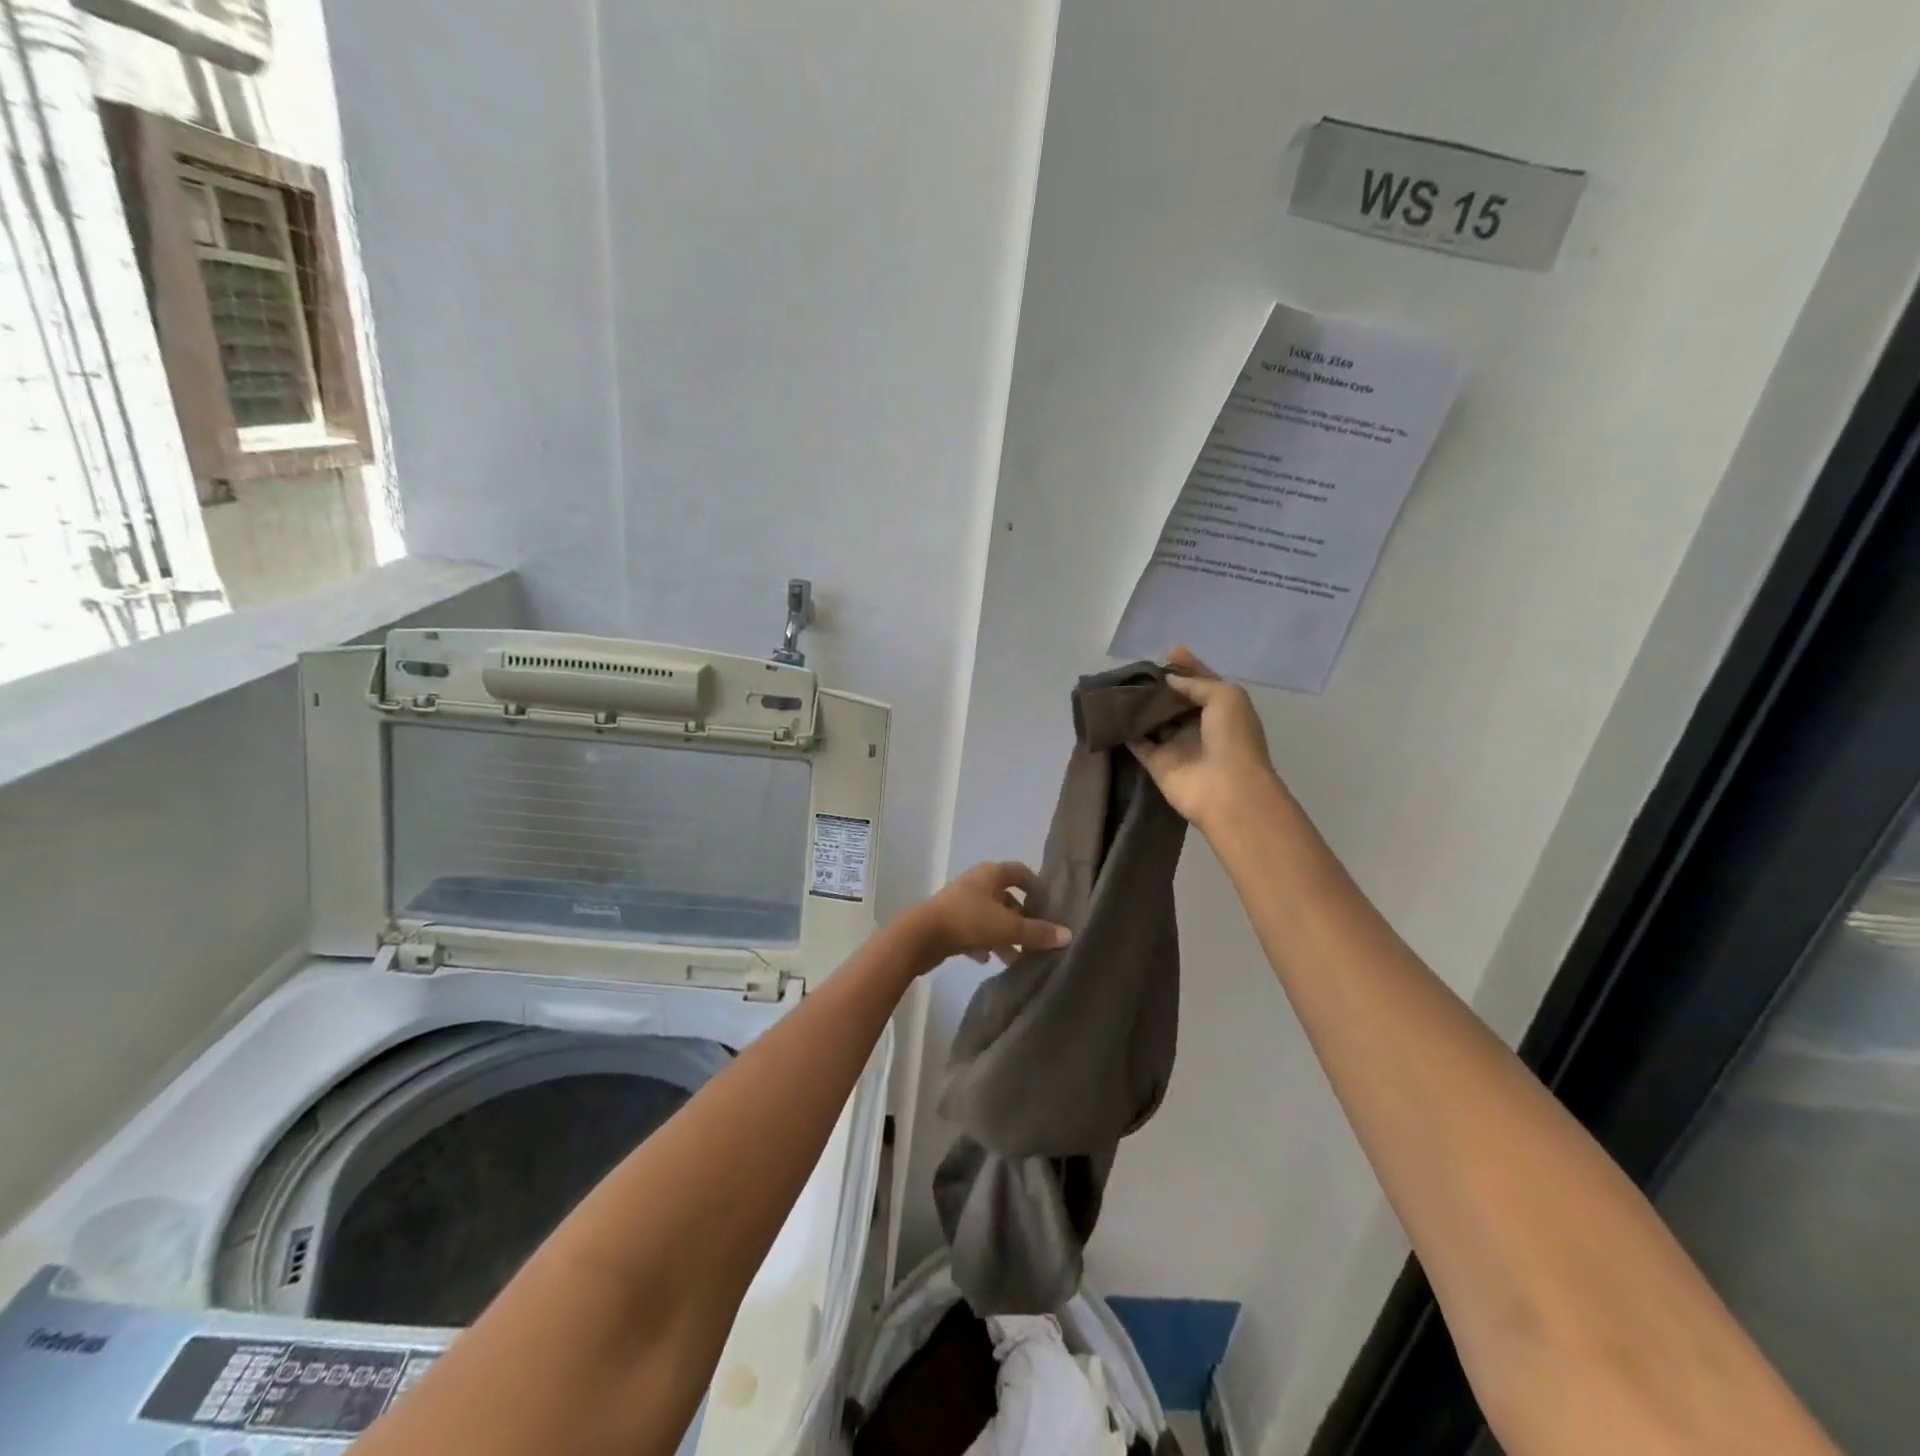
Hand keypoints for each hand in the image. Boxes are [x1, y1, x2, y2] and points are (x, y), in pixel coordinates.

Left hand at [902, 861, 1071, 966]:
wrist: (922, 936)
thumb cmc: (969, 921)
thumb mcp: (1008, 927)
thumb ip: (1038, 932)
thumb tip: (1067, 934)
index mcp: (991, 874)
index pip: (1020, 872)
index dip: (1037, 887)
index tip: (1050, 907)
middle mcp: (977, 883)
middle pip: (1007, 898)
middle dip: (1022, 920)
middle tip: (1036, 940)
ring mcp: (961, 902)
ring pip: (991, 917)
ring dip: (1004, 936)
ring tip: (1016, 959)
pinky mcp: (949, 921)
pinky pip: (974, 930)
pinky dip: (983, 943)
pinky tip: (987, 960)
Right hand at [1129, 646, 1285, 831]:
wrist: (1228, 791)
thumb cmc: (1233, 739)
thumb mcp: (1226, 696)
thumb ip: (1196, 683)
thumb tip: (1167, 680)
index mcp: (1221, 708)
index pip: (1201, 682)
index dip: (1187, 666)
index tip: (1167, 651)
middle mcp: (1198, 725)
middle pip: (1174, 700)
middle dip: (1158, 685)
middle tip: (1135, 670)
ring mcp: (1176, 745)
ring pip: (1153, 720)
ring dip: (1139, 705)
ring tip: (1118, 685)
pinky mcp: (1157, 763)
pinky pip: (1137, 743)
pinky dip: (1125, 731)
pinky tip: (1110, 714)